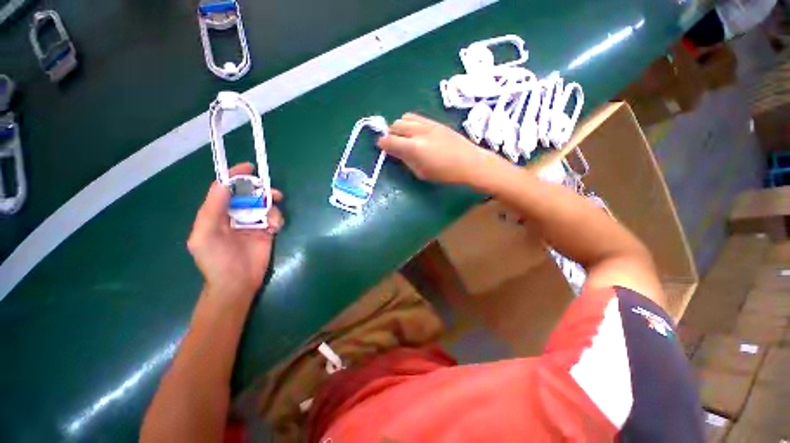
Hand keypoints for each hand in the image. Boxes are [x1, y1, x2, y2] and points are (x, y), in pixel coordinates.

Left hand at [187, 163, 284, 303]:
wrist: (237, 283)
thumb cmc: (216, 260)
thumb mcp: (205, 235)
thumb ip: (212, 209)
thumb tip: (224, 184)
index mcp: (217, 213)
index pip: (225, 189)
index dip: (235, 176)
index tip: (249, 167)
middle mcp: (235, 215)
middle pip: (249, 194)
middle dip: (261, 191)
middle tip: (273, 194)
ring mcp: (252, 223)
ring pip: (265, 205)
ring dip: (272, 207)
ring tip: (272, 220)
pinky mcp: (267, 231)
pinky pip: (275, 217)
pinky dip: (277, 219)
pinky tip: (274, 229)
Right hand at [377, 113, 499, 184]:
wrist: (469, 162)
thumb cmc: (445, 173)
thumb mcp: (421, 172)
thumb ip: (406, 160)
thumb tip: (396, 152)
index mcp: (414, 147)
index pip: (389, 140)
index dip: (382, 144)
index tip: (381, 148)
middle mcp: (418, 131)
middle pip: (395, 125)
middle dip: (390, 134)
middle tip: (393, 144)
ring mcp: (427, 124)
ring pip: (404, 117)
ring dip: (399, 127)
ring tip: (404, 137)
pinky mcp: (435, 122)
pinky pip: (416, 116)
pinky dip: (410, 123)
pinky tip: (415, 132)